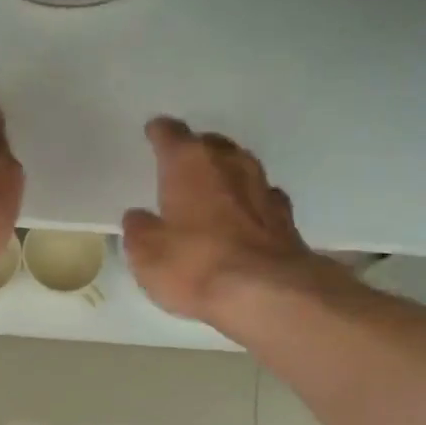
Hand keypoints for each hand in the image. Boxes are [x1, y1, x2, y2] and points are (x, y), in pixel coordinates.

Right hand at [123, 118, 326, 324]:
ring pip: (241, 167)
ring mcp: (262, 188)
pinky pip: (262, 198)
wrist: (268, 293)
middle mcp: (229, 164)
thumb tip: (140, 218)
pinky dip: (250, 203)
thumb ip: (139, 229)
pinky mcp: (286, 218)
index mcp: (189, 163)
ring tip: (213, 187)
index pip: (170, 134)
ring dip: (226, 174)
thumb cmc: (195, 264)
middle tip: (182, 163)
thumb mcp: (146, 253)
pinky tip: (245, 215)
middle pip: (211, 145)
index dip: (159, 132)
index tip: (153, 132)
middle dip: (196, 150)